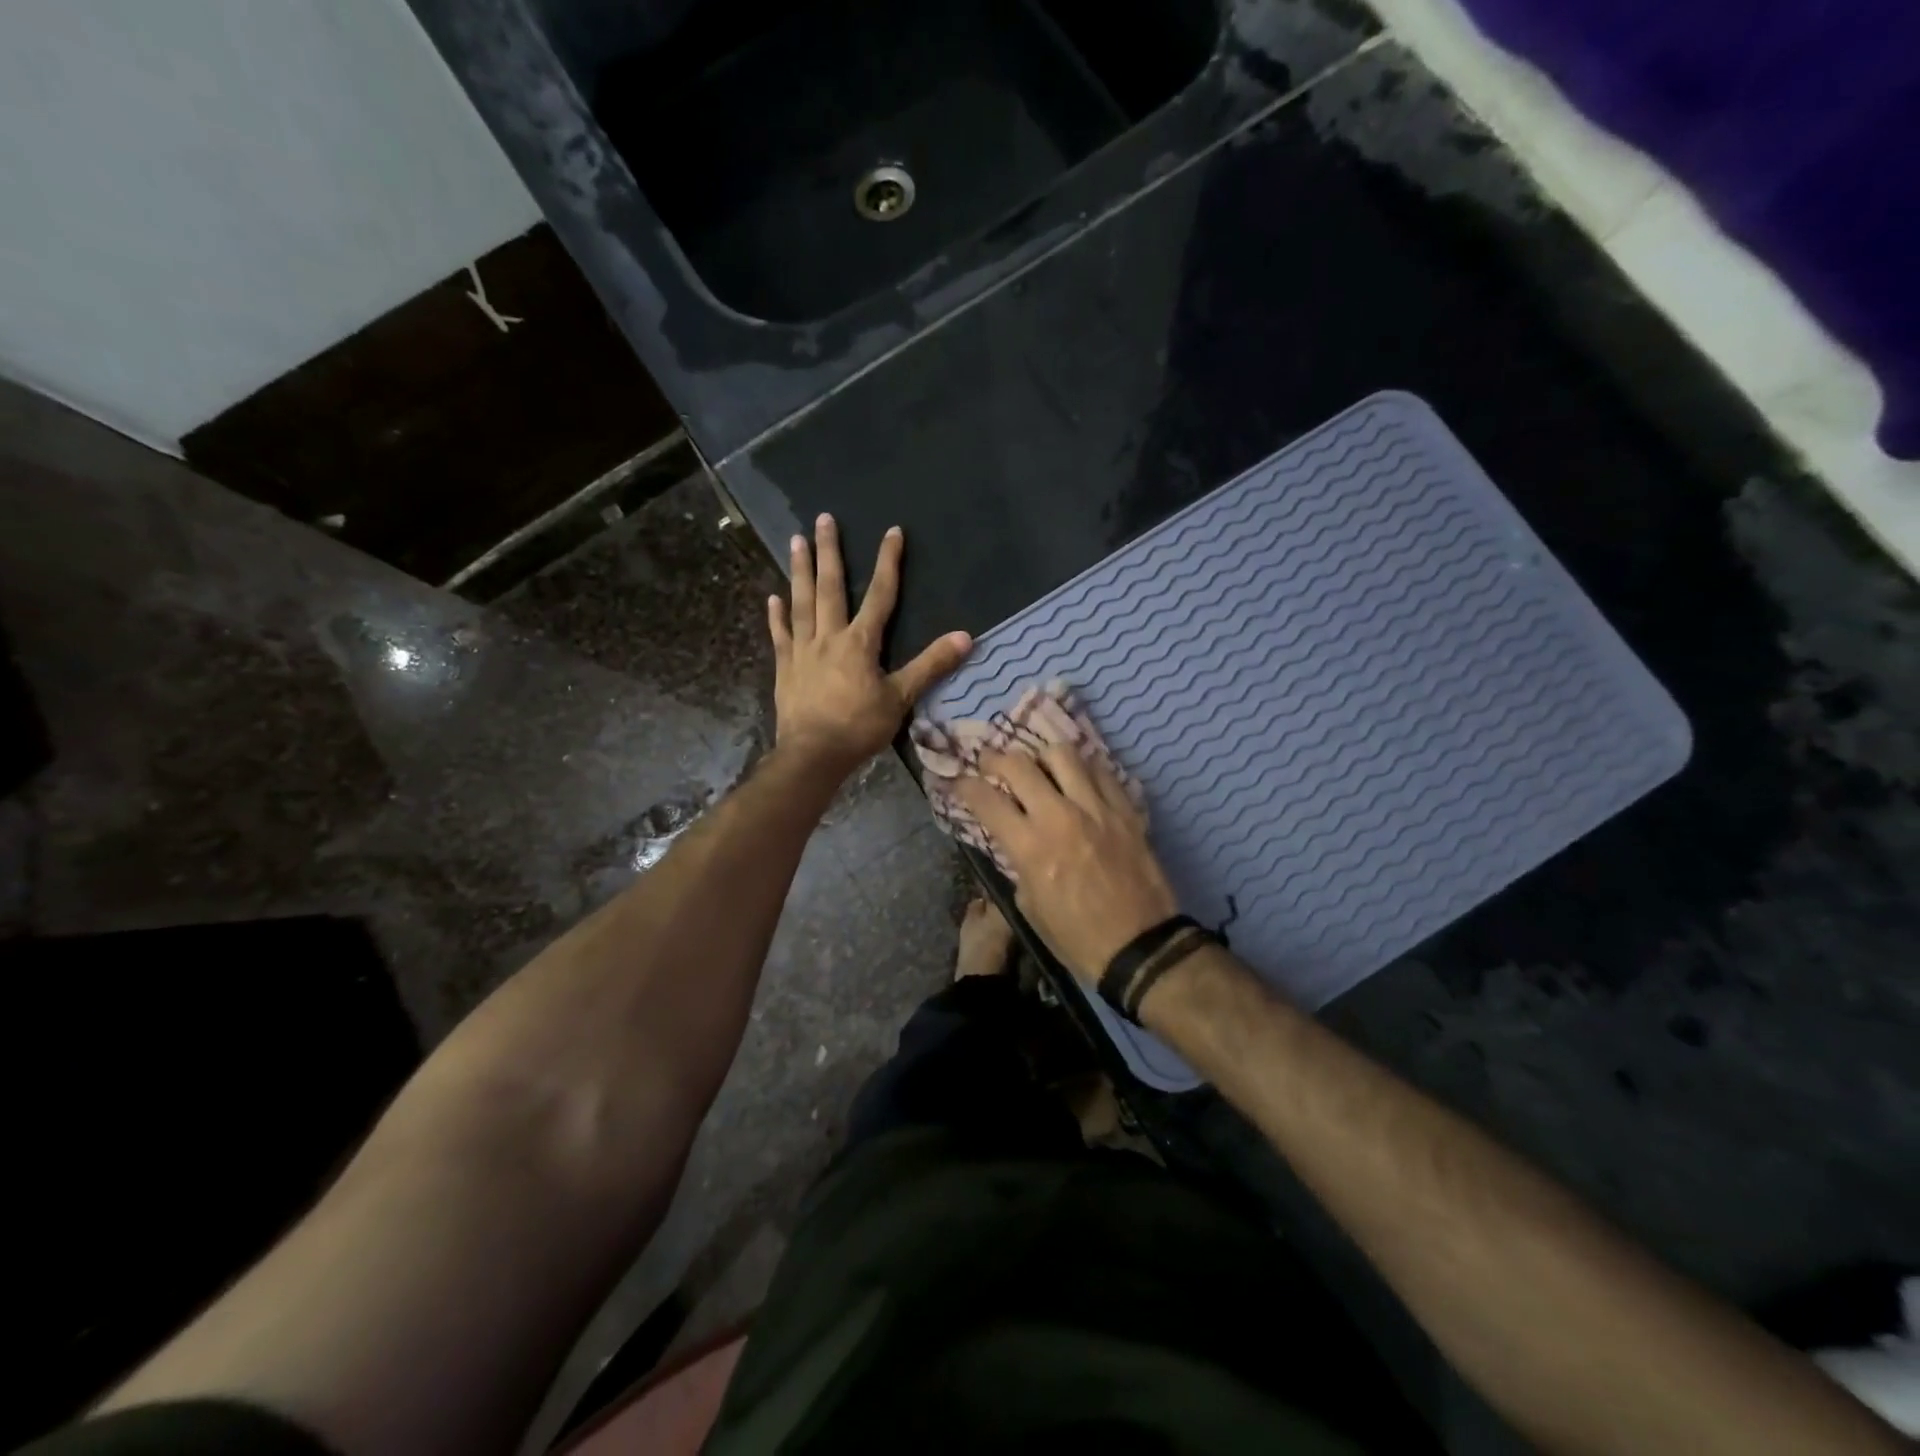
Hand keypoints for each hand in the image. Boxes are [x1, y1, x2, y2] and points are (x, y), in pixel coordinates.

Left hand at [769, 514, 971, 778]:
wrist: (813, 755)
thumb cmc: (859, 727)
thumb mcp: (901, 698)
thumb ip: (931, 666)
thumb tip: (966, 637)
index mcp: (860, 643)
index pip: (880, 595)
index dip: (888, 563)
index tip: (892, 532)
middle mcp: (829, 637)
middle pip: (830, 587)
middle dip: (830, 552)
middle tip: (823, 519)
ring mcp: (803, 650)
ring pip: (801, 603)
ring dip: (800, 571)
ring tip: (795, 540)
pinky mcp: (785, 667)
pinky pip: (781, 635)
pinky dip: (776, 615)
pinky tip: (772, 596)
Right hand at [952, 744, 1179, 984]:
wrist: (1141, 948)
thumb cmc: (1077, 938)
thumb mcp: (1030, 907)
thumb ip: (1019, 864)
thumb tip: (1016, 839)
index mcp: (1031, 847)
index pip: (987, 800)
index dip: (965, 786)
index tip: (959, 782)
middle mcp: (1060, 816)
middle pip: (1019, 764)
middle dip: (996, 759)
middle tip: (991, 763)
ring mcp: (1097, 808)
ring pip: (1063, 754)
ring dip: (1042, 758)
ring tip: (1040, 769)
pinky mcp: (1126, 810)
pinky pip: (1101, 771)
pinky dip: (1083, 770)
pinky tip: (1078, 782)